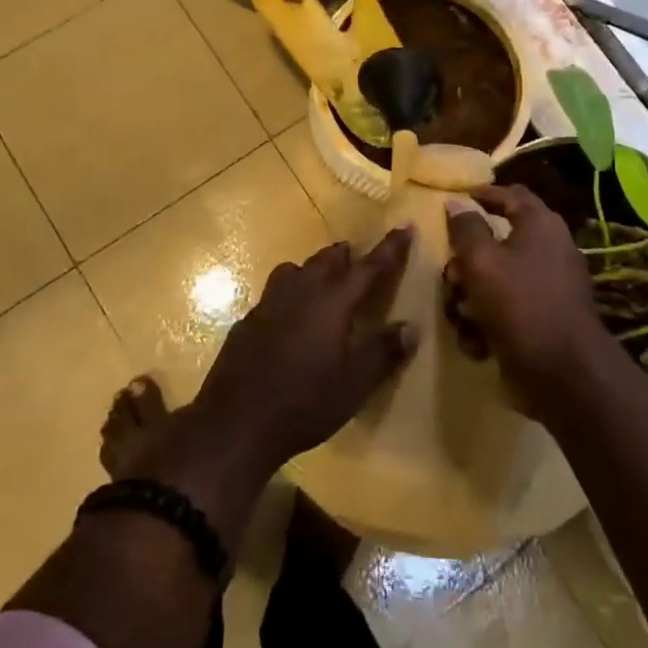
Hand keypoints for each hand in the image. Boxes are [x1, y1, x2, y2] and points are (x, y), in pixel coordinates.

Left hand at [189, 227, 418, 471]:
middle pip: (326, 260)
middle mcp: (300, 291)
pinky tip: (289, 317)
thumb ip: (384, 352)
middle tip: (358, 258)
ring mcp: (269, 303)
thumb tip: (412, 327)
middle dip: (346, 255)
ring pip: (295, 270)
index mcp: (332, 302)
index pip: (368, 267)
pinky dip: (289, 294)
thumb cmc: (305, 403)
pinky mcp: (248, 320)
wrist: (236, 421)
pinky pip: (274, 294)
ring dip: (313, 269)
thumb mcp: (354, 385)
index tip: (405, 226)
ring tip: (322, 280)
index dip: (390, 248)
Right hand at [445, 186, 610, 416]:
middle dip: (467, 261)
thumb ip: (465, 229)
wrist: (564, 374)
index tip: (458, 198)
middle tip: (451, 275)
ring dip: (472, 298)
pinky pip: (508, 310)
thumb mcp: (481, 261)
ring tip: (461, 316)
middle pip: (498, 242)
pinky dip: (488, 324)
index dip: (484, 193)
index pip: (512, 194)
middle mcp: (550, 250)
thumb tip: (456, 202)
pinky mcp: (545, 321)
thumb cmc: (520, 304)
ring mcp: (550, 288)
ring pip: (497, 279)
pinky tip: (478, 343)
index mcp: (540, 225)